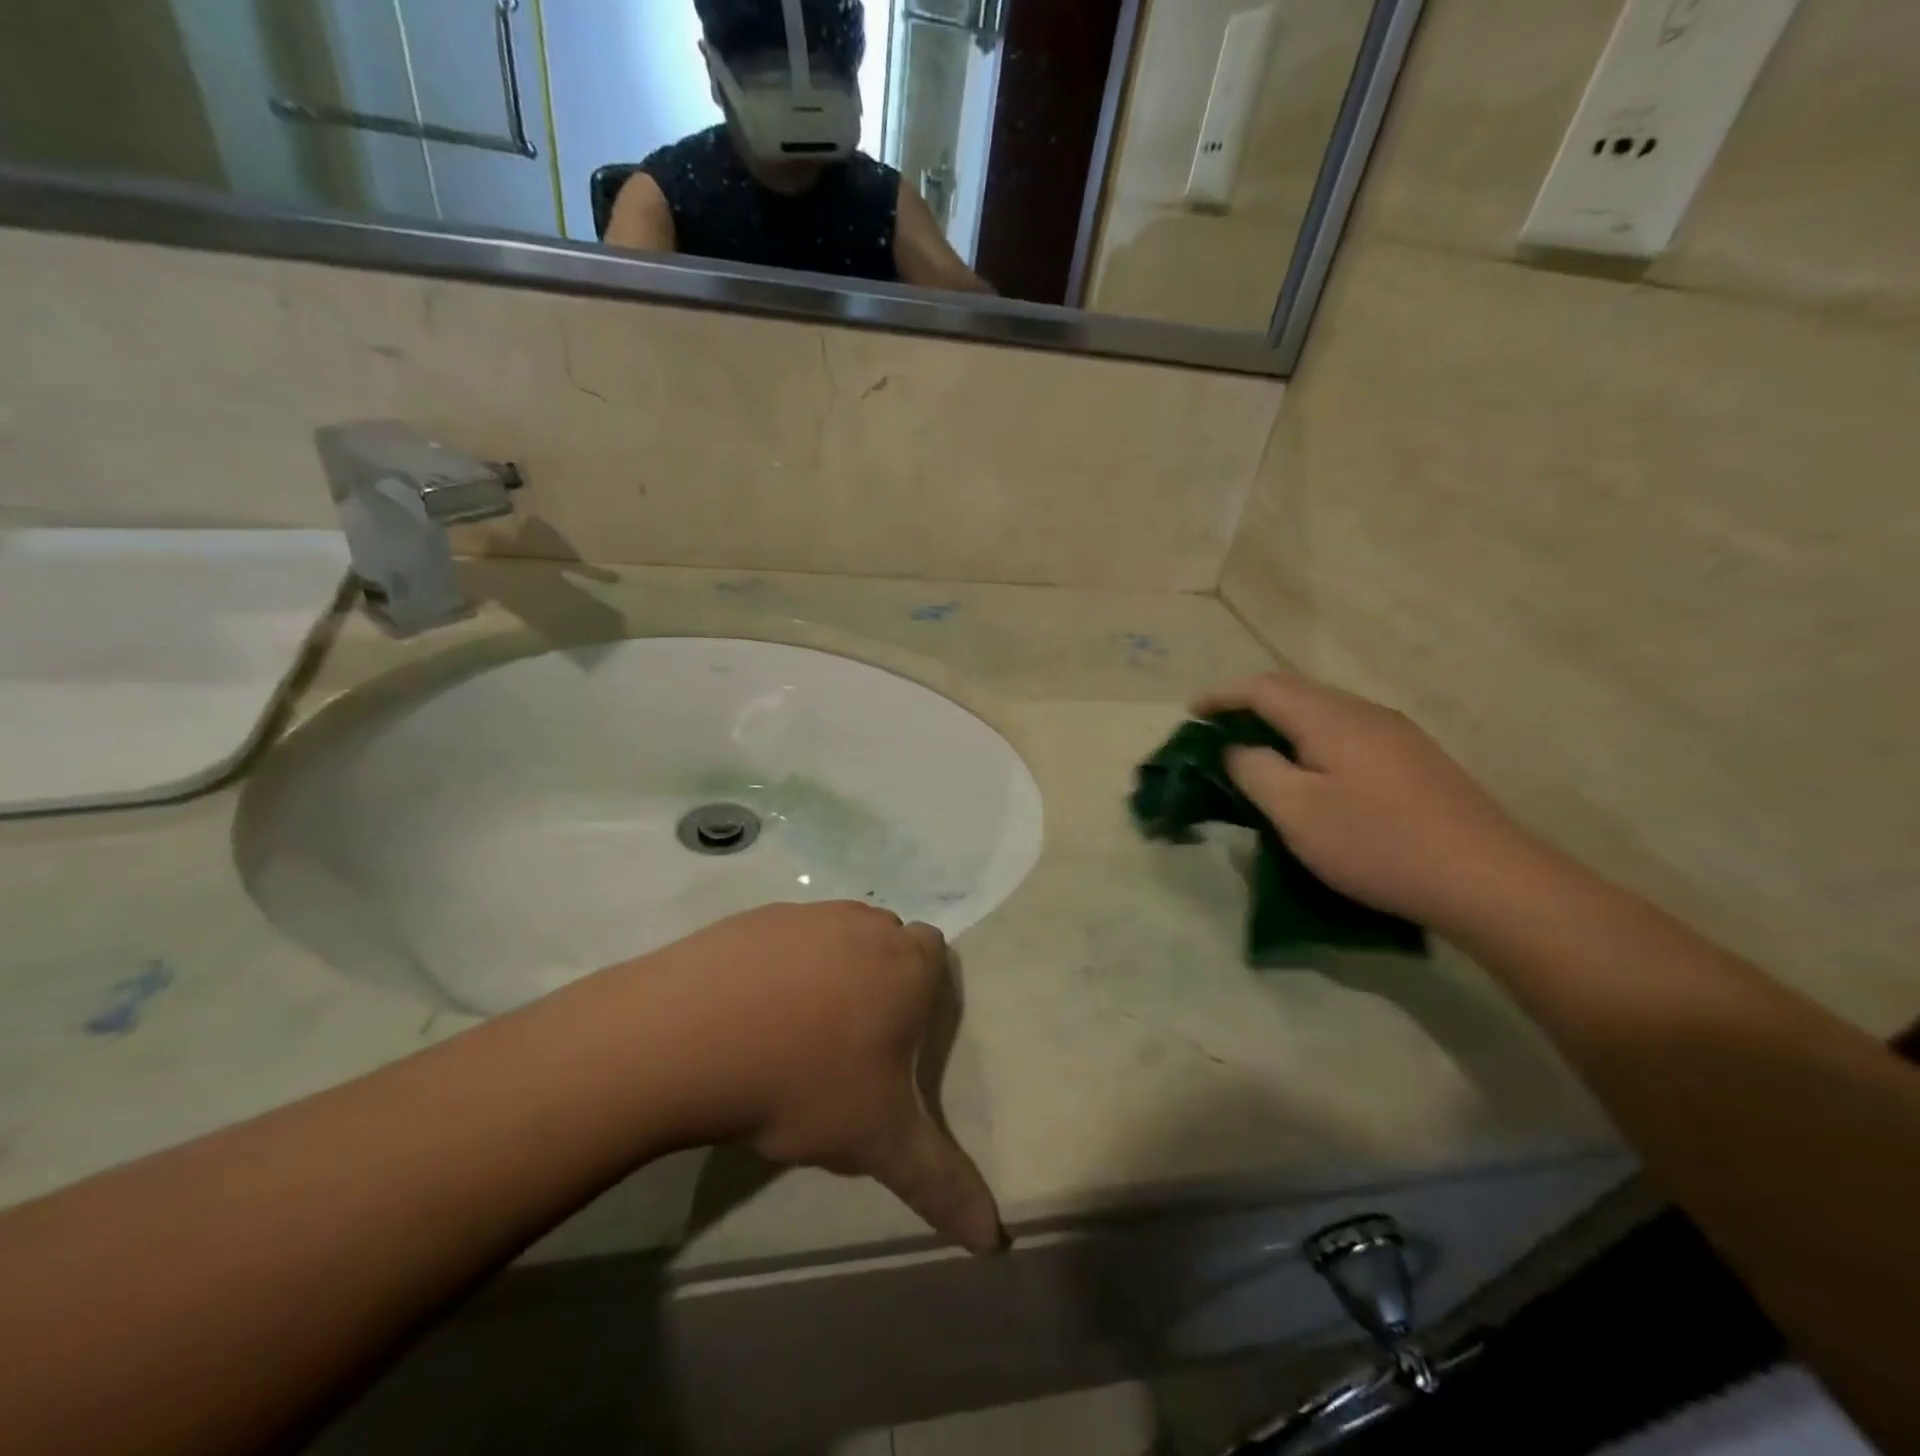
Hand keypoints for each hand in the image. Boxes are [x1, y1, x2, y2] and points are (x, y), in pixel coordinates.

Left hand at [617, 901, 1006, 1254]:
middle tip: (847, 1042)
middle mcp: (863, 925)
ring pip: (833, 938)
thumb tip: (992, 1239)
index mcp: (906, 964)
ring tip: (792, 1034)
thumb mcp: (880, 1141)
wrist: (688, 1038)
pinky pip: (781, 940)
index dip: (920, 993)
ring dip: (826, 972)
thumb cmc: (804, 1082)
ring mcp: (805, 915)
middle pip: (885, 943)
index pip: (935, 954)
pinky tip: (746, 1015)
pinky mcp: (752, 918)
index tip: (893, 1039)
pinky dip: (775, 968)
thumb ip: (942, 1184)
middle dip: (877, 980)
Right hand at [1195, 674, 1537, 930]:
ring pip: (1323, 714)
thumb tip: (1236, 748)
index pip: (1264, 688)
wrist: (1487, 880)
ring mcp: (1396, 736)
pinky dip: (1311, 743)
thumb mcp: (1296, 811)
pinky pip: (1346, 735)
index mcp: (1331, 718)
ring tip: (1256, 752)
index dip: (1222, 696)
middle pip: (1296, 693)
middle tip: (1217, 732)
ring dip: (1282, 725)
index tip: (1190, 711)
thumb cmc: (1377, 843)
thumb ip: (1255, 771)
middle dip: (1249, 706)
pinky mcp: (1414, 762)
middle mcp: (1365, 713)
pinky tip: (1310, 774)